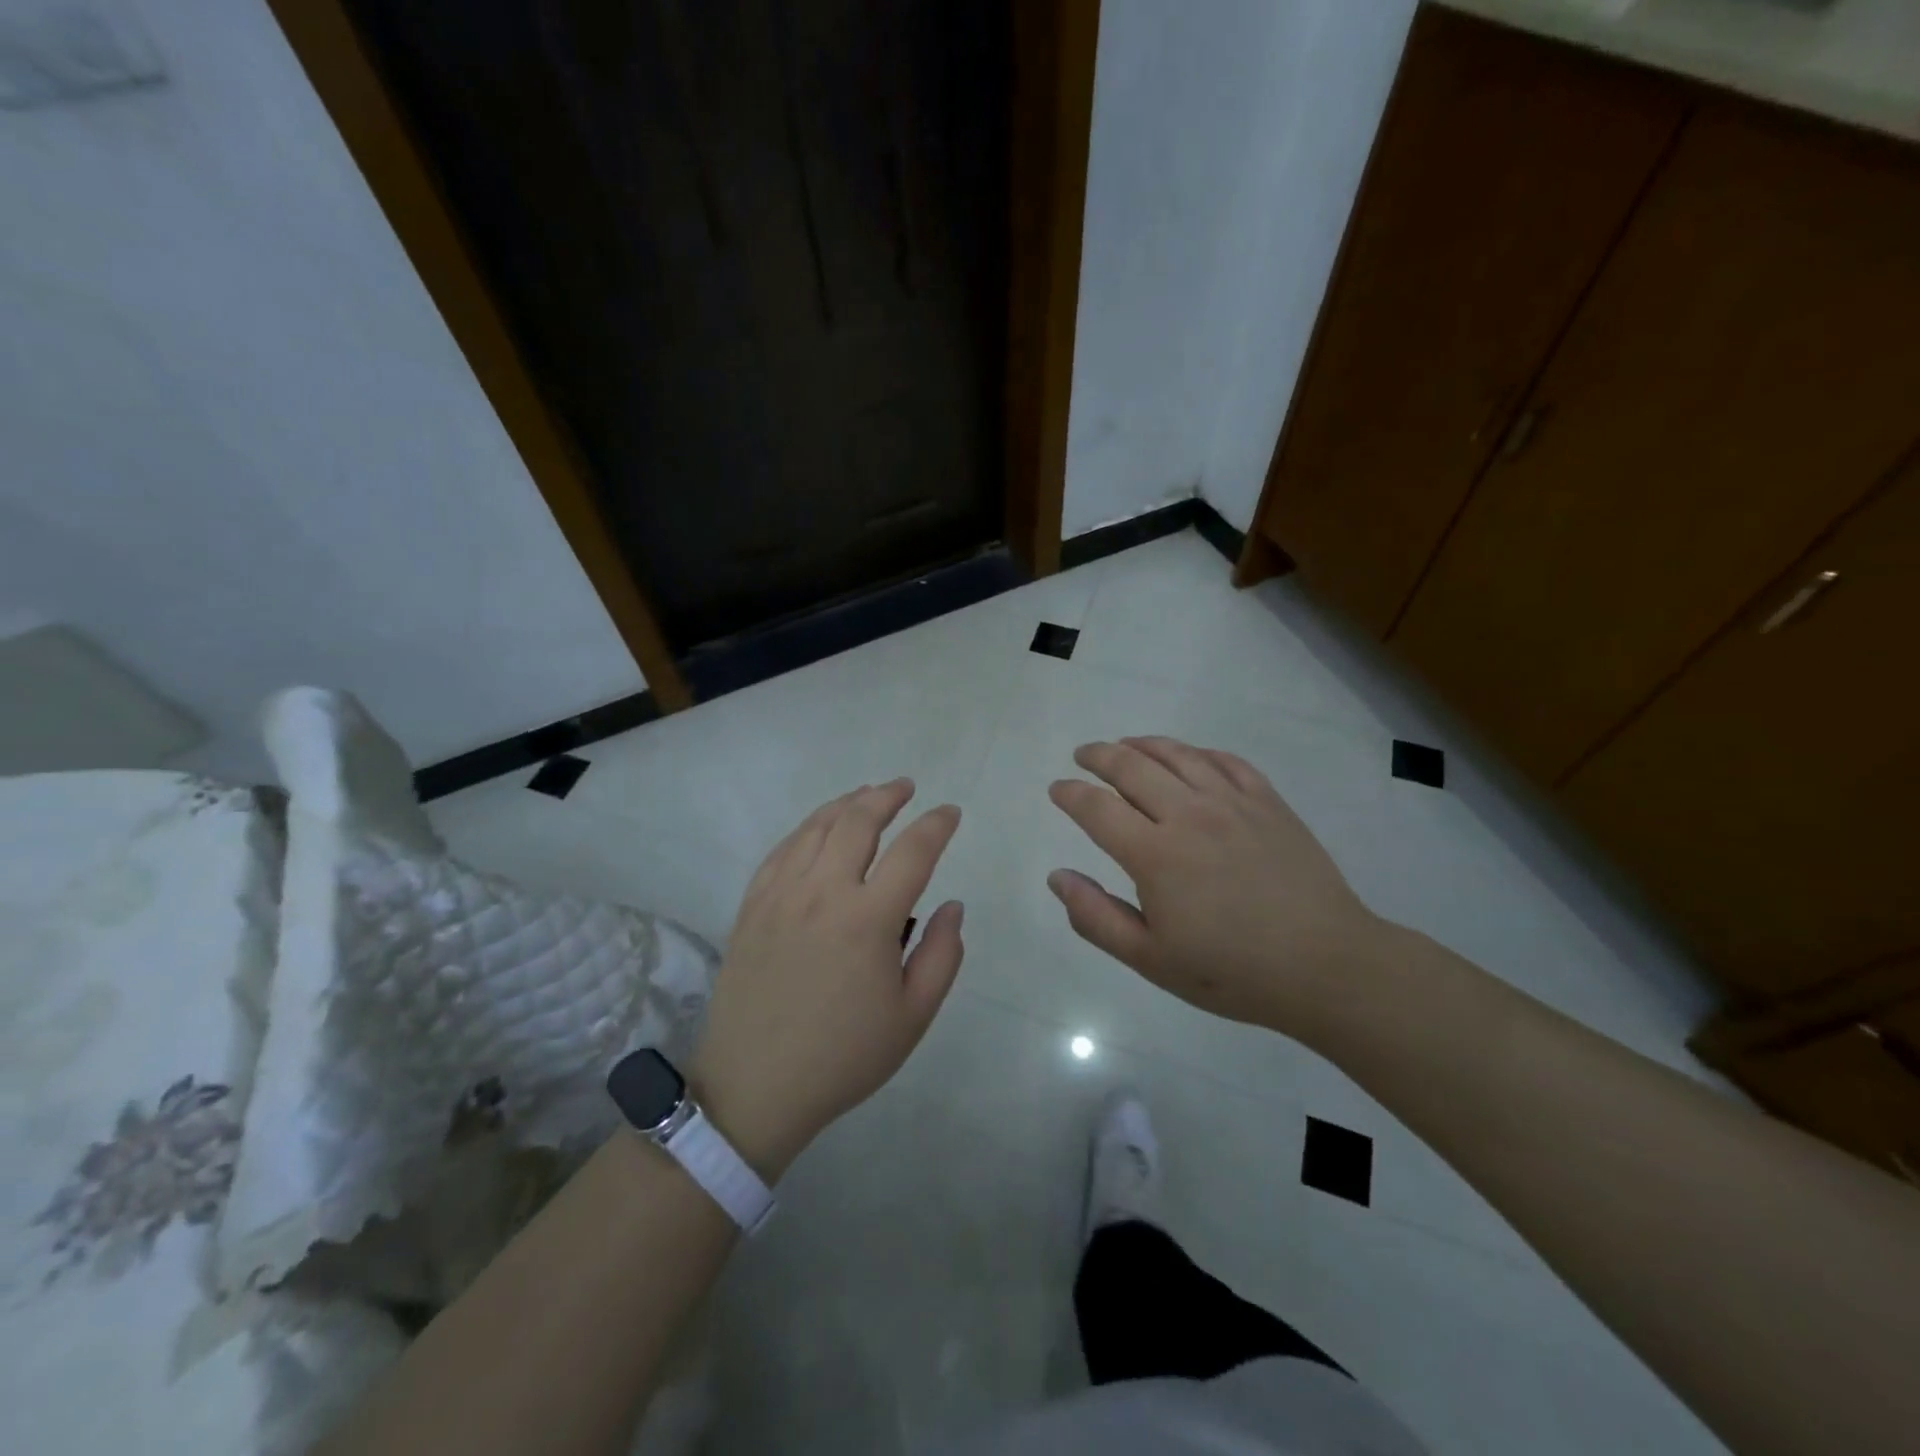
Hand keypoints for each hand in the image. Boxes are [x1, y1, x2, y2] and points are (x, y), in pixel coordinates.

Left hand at [691, 780, 963, 1179]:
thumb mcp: (912, 1016)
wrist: (755, 1086)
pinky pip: (782, 850)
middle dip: (888, 796)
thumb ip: (943, 955)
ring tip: (867, 795)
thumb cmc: (843, 1056)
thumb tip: (953, 905)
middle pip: (858, 822)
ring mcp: (781, 895)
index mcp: (868, 919)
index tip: (950, 813)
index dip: (937, 825)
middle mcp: (823, 892)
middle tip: (907, 788)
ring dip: (847, 803)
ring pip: (816, 827)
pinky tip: (818, 828)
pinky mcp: (752, 906)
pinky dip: (807, 828)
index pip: (913, 852)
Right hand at [1047, 736, 1388, 1039]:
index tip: (1057, 789)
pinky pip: (1226, 761)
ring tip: (1126, 745)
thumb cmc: (1232, 971)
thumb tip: (1057, 877)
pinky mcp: (1269, 803)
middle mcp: (1189, 814)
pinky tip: (1189, 756)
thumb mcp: (1151, 960)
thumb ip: (1096, 917)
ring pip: (1177, 755)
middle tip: (1083, 755)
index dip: (1070, 794)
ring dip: (1143, 744)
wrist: (1327, 966)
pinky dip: (1197, 752)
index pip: (1097, 808)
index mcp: (1155, 854)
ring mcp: (1233, 803)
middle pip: (1132, 767)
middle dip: (1099, 756)